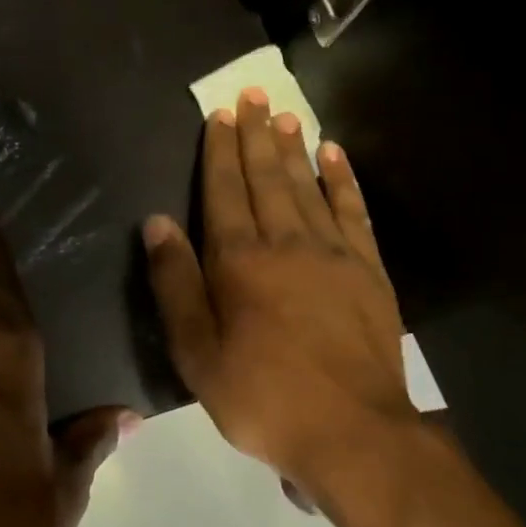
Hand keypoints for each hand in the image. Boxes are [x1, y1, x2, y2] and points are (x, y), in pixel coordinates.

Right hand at [143, 89, 415, 484]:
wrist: (352, 431)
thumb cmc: (262, 398)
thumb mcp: (197, 354)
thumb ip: (176, 284)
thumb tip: (157, 222)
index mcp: (239, 261)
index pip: (224, 191)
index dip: (219, 151)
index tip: (220, 115)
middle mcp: (286, 242)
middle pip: (266, 177)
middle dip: (255, 135)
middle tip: (252, 96)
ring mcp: (333, 252)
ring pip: (307, 185)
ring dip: (293, 147)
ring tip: (283, 114)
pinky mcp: (369, 270)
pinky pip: (353, 210)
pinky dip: (342, 179)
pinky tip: (334, 155)